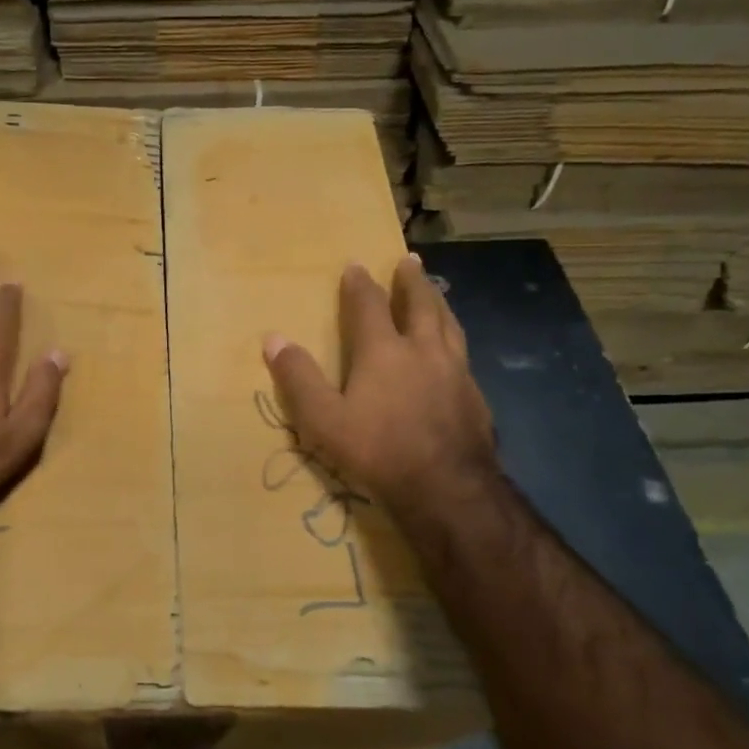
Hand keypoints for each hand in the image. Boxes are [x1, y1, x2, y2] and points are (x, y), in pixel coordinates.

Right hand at [263, 256, 496, 512]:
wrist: (447, 487)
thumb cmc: (378, 450)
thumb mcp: (323, 419)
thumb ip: (299, 378)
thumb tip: (273, 339)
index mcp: (384, 351)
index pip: (369, 306)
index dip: (359, 285)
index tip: (355, 265)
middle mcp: (423, 350)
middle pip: (420, 305)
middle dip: (411, 281)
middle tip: (410, 261)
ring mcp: (455, 371)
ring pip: (448, 324)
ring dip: (439, 303)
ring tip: (436, 292)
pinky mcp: (475, 395)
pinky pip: (463, 353)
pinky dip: (454, 338)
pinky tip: (454, 350)